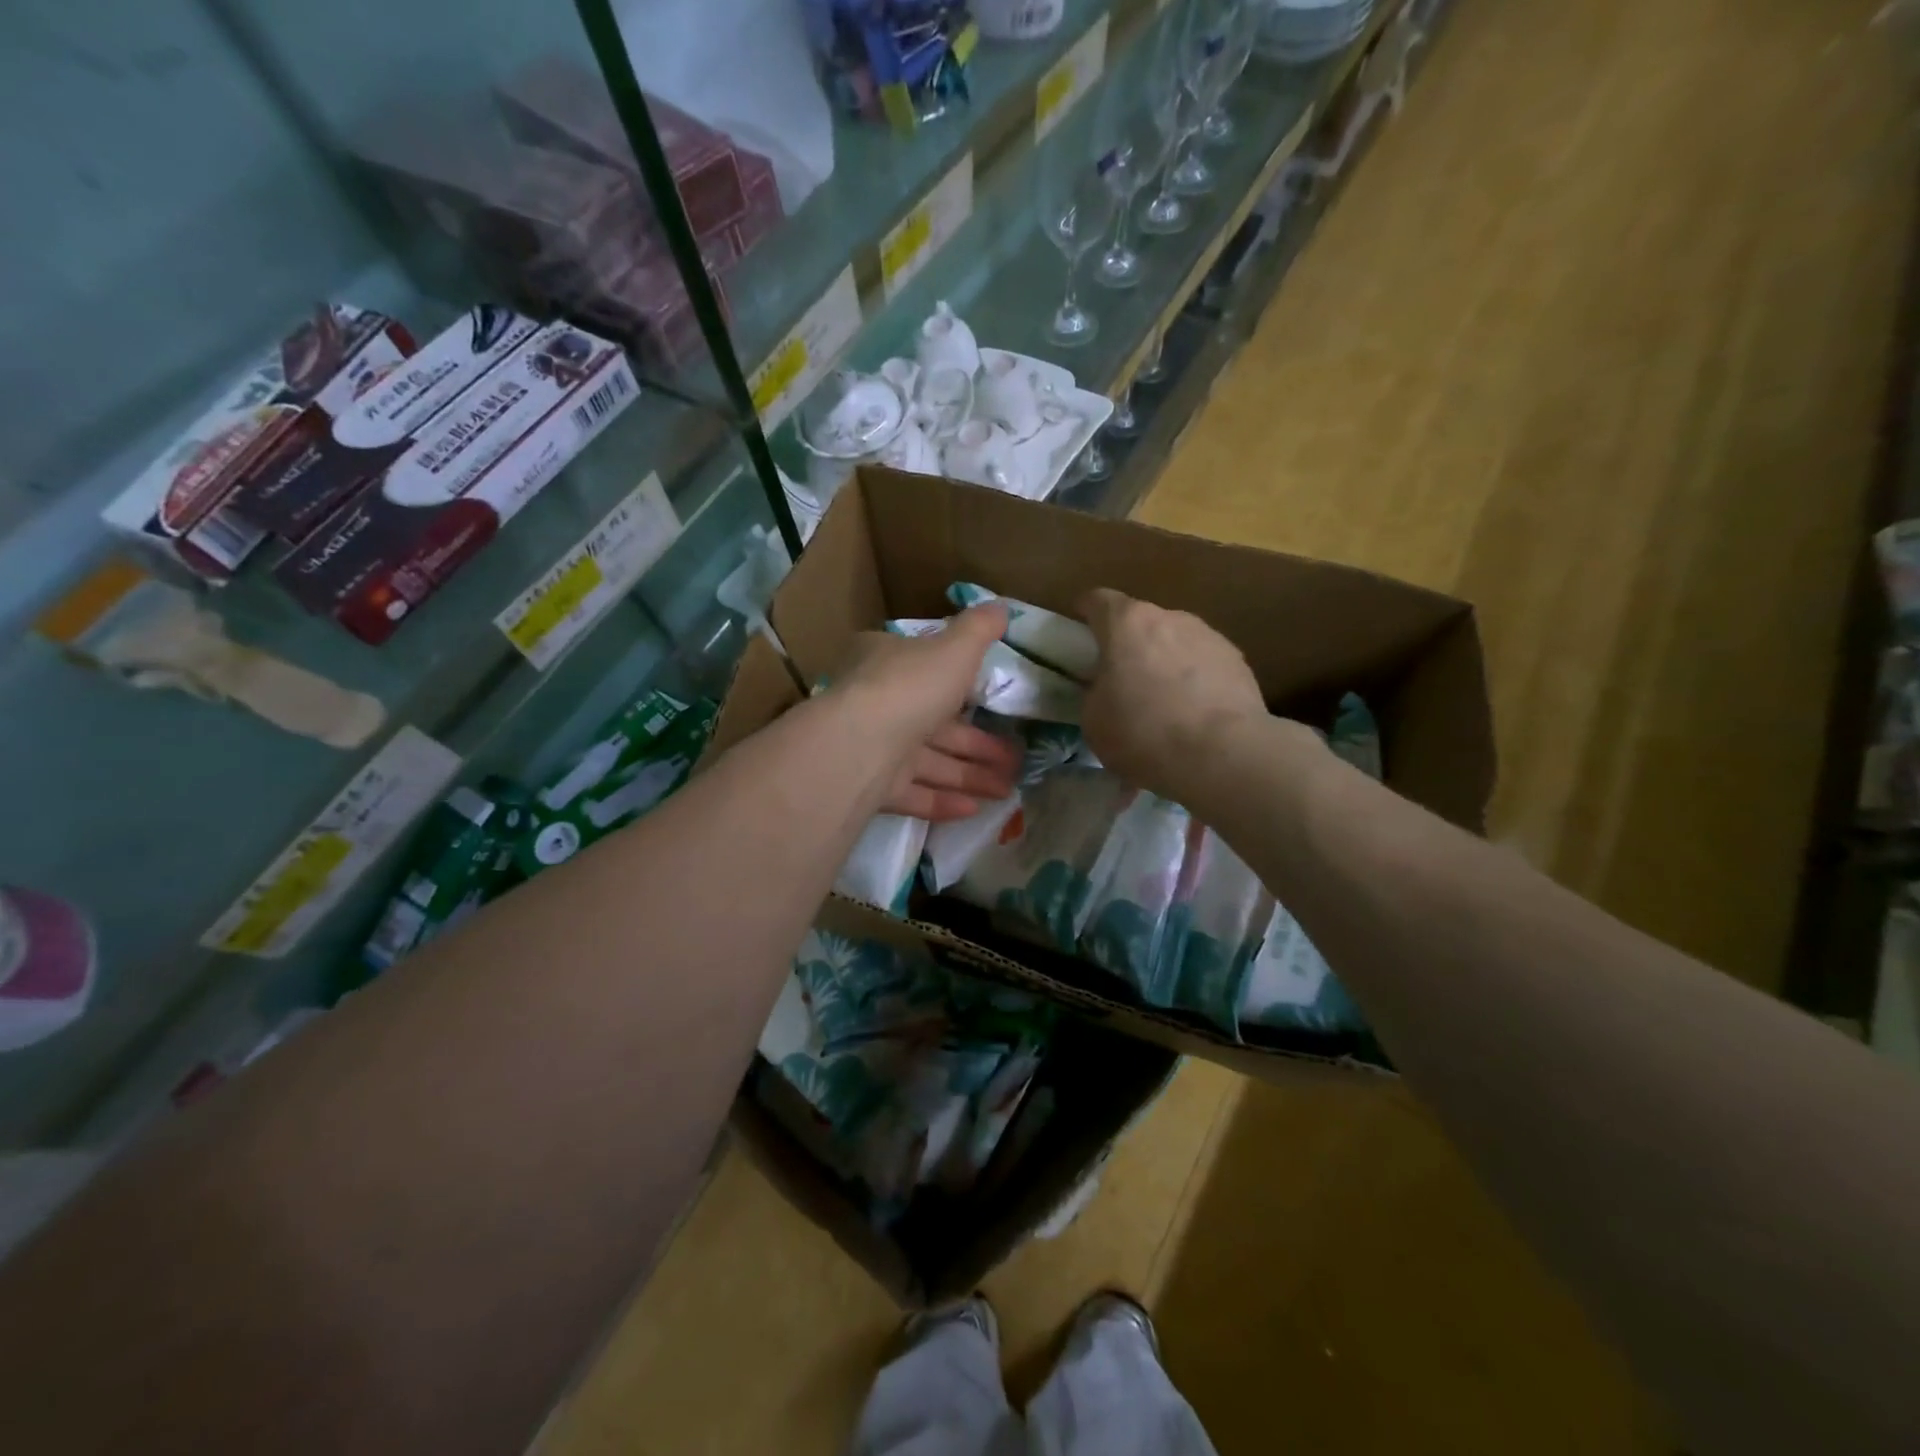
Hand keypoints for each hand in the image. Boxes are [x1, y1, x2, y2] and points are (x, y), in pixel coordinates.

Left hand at [831, 603, 1021, 821]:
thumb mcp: (954, 648)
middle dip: (978, 745)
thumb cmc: (911, 685)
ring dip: (969, 776)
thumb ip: (978, 630)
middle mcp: (877, 703)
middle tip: (1016, 761)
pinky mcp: (870, 787)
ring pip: (928, 763)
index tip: (995, 704)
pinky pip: (913, 793)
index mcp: (887, 662)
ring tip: (1008, 790)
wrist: (861, 743)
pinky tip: (975, 809)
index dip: (963, 686)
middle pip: (935, 724)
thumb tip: (1001, 606)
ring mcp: (872, 748)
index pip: (926, 670)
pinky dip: (943, 801)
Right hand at [1078, 588, 1276, 802]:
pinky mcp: (1238, 662)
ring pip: (1176, 641)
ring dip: (1165, 661)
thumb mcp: (1093, 719)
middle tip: (1122, 679)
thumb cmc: (1143, 732)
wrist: (1221, 754)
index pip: (1098, 600)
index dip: (1086, 612)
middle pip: (1141, 621)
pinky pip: (1205, 664)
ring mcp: (1209, 636)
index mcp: (1127, 623)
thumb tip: (1107, 690)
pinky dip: (1196, 680)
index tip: (1079, 630)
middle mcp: (1170, 617)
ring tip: (1164, 702)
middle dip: (1130, 644)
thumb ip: (1095, 692)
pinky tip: (1195, 713)